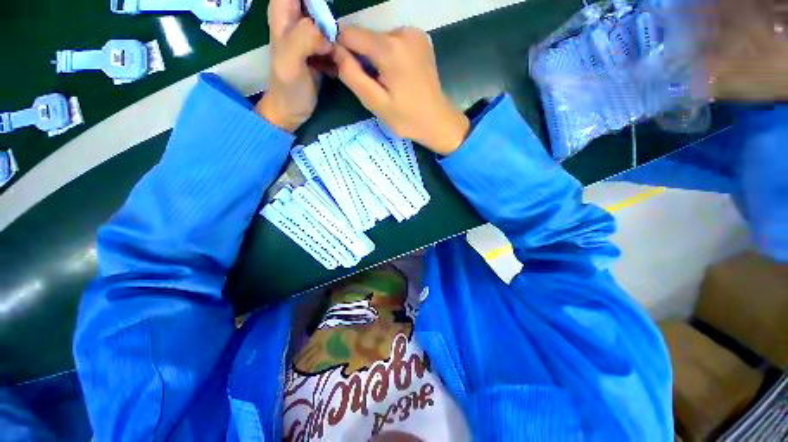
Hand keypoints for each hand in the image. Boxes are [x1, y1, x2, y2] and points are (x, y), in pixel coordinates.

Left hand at [256, 0, 331, 131]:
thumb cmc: (288, 89)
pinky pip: (334, 36)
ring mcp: (309, 33)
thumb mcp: (290, 63)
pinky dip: (341, 43)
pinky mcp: (319, 48)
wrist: (292, 110)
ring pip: (327, 15)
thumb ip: (304, 39)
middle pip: (316, 2)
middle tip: (337, 35)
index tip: (327, 10)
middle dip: (328, 9)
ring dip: (337, 27)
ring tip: (338, 51)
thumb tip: (328, 35)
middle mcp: (296, 17)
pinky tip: (342, 58)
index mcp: (283, 13)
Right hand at [334, 26, 469, 154]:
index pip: (349, 33)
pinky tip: (394, 75)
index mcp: (390, 49)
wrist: (438, 121)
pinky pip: (393, 42)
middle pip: (365, 36)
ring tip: (382, 83)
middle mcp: (402, 32)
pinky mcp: (420, 39)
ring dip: (374, 57)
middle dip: (358, 56)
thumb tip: (334, 51)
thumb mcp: (375, 103)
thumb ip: (352, 75)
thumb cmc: (407, 119)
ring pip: (379, 39)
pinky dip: (387, 55)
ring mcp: (414, 33)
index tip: (338, 67)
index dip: (338, 48)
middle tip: (365, 83)